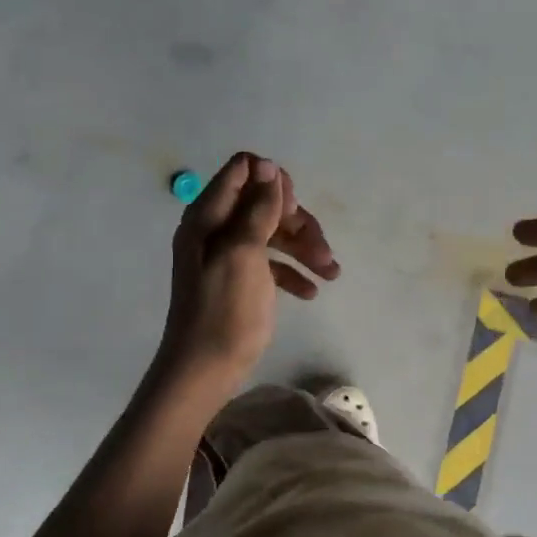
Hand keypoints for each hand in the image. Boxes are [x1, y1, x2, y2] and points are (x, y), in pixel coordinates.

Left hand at [160, 152, 339, 390]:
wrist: (205, 370)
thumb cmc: (224, 310)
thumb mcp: (243, 254)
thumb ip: (257, 209)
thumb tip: (268, 165)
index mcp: (209, 216)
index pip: (243, 170)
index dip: (273, 181)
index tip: (292, 209)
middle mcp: (217, 229)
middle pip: (266, 203)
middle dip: (298, 222)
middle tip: (321, 250)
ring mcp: (230, 255)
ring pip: (275, 233)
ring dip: (305, 249)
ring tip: (331, 274)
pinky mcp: (242, 280)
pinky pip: (273, 263)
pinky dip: (294, 272)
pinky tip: (311, 292)